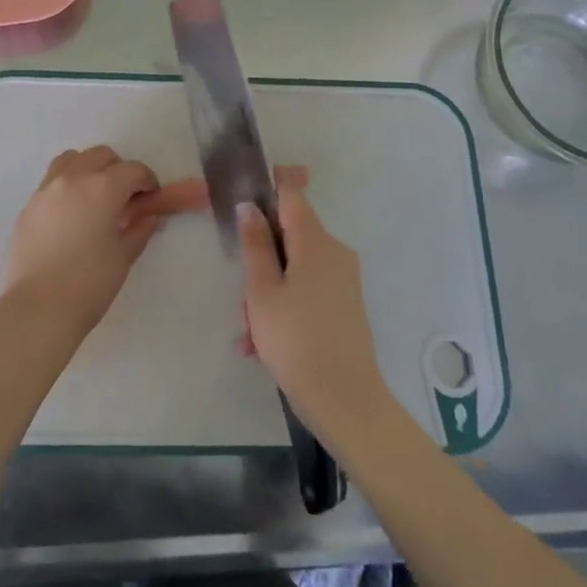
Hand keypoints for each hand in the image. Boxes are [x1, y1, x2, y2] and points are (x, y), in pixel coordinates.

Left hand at [1, 145, 160, 344]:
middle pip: (100, 155)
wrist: (38, 308)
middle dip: (118, 170)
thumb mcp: (123, 257)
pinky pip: (51, 182)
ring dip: (88, 169)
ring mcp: (45, 190)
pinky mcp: (28, 206)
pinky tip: (71, 215)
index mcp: (101, 188)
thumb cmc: (89, 283)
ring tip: (95, 197)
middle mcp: (72, 179)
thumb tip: (150, 217)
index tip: (151, 197)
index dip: (147, 181)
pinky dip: (67, 186)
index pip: (132, 170)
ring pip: (71, 160)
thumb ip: (139, 230)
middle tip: (125, 198)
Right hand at [239, 188, 393, 439]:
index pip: (292, 195)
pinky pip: (306, 292)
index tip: (242, 193)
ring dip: (267, 291)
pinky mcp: (344, 306)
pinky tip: (261, 345)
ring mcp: (343, 281)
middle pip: (290, 236)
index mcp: (316, 242)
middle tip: (240, 294)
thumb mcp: (262, 291)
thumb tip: (250, 205)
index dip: (269, 186)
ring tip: (248, 332)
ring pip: (294, 269)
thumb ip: (255, 244)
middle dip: (260, 259)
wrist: (345, 401)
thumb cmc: (296, 339)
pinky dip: (283, 308)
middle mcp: (335, 253)